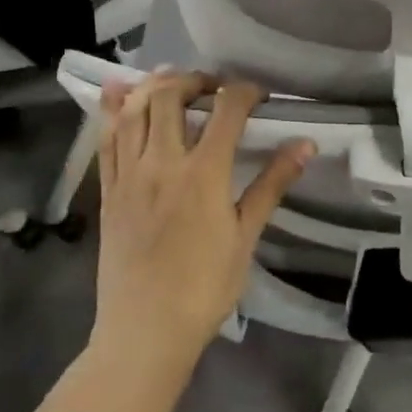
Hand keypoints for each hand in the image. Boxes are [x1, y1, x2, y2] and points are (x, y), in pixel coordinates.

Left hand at [93, 71, 314, 367]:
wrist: (144, 332)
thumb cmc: (204, 288)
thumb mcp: (246, 236)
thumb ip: (272, 184)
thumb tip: (305, 145)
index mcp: (203, 174)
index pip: (226, 110)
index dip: (245, 92)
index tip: (259, 96)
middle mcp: (162, 163)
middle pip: (170, 96)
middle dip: (194, 79)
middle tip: (212, 87)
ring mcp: (128, 175)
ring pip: (133, 110)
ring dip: (153, 86)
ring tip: (172, 82)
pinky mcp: (107, 191)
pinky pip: (106, 140)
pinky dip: (113, 111)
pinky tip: (120, 95)